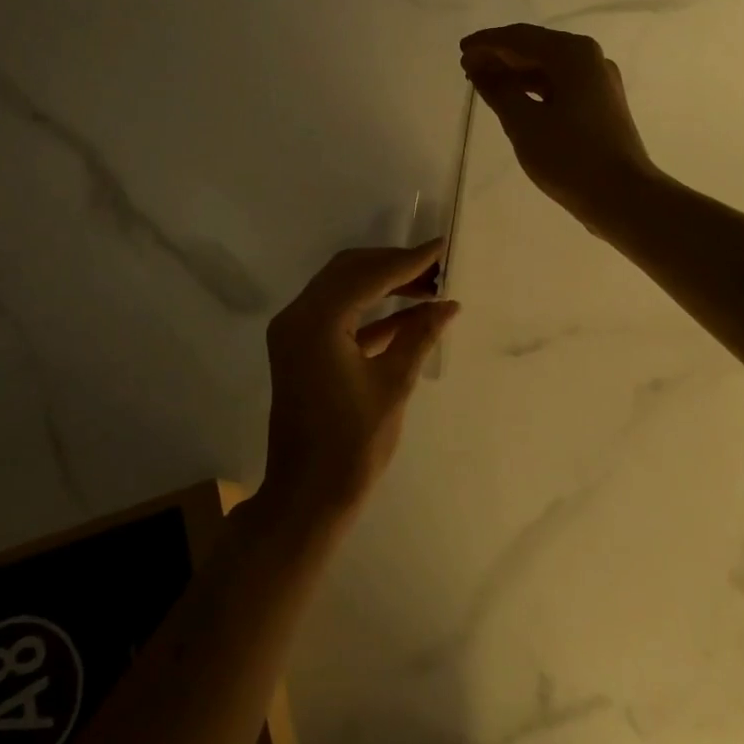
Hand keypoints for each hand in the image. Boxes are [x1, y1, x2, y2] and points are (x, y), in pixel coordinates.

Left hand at [259, 242, 459, 531]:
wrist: (308, 495)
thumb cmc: (353, 444)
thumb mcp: (393, 385)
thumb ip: (419, 336)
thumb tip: (448, 305)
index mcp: (316, 322)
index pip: (367, 275)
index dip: (408, 260)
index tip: (441, 247)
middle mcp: (297, 317)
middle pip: (348, 271)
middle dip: (393, 265)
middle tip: (437, 267)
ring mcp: (295, 333)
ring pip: (342, 289)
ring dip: (383, 284)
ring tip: (429, 286)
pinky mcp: (301, 350)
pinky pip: (338, 316)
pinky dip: (371, 311)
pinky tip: (410, 313)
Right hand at [460, 24, 659, 236]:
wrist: (622, 196)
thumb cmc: (569, 157)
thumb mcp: (523, 123)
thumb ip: (497, 89)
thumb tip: (478, 66)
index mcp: (572, 54)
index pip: (520, 38)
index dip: (487, 44)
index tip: (461, 52)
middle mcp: (589, 58)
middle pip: (536, 47)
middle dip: (500, 55)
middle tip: (467, 67)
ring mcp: (598, 81)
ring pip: (549, 67)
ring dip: (515, 72)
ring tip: (484, 83)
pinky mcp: (600, 104)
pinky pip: (560, 85)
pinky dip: (534, 88)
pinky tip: (514, 99)